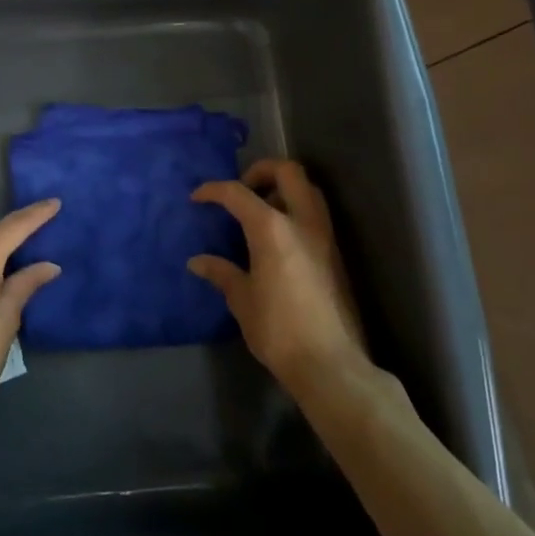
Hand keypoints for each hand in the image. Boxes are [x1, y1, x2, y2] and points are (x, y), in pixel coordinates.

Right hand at [190, 160, 367, 390]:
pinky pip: (315, 215)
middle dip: (262, 170)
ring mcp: (325, 237)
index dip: (213, 191)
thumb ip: (222, 273)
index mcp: (272, 228)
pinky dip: (295, 211)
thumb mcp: (242, 300)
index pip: (238, 193)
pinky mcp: (336, 255)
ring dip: (284, 189)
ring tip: (261, 212)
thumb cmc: (279, 330)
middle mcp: (302, 222)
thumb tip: (198, 262)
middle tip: (243, 190)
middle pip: (288, 171)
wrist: (331, 365)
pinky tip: (278, 239)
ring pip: (308, 190)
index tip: (198, 198)